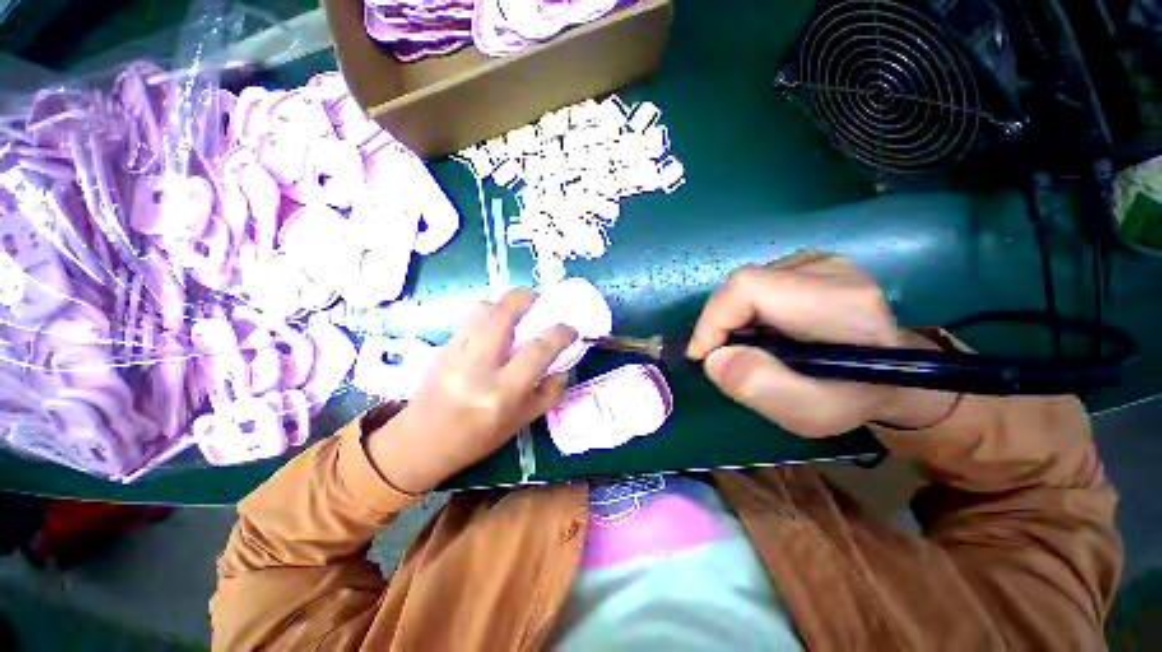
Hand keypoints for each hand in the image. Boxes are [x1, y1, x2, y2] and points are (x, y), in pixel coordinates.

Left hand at [366, 289, 576, 492]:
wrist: (421, 444)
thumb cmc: (477, 439)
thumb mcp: (521, 422)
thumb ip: (549, 394)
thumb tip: (563, 367)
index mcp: (502, 393)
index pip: (538, 351)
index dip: (560, 334)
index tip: (570, 329)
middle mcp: (477, 369)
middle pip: (502, 316)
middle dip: (525, 298)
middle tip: (539, 300)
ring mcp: (454, 355)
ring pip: (482, 311)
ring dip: (504, 304)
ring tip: (517, 312)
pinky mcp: (441, 348)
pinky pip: (468, 319)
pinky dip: (487, 314)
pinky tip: (495, 327)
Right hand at [687, 253, 956, 436]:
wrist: (896, 373)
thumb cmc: (855, 399)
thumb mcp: (814, 413)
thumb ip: (762, 387)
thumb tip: (713, 359)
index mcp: (839, 304)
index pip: (749, 288)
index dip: (713, 318)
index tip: (701, 355)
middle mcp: (830, 269)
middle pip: (744, 284)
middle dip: (720, 323)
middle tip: (723, 356)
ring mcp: (821, 261)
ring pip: (747, 283)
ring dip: (732, 318)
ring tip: (748, 347)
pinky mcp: (810, 263)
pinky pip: (758, 282)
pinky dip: (745, 310)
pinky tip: (761, 331)